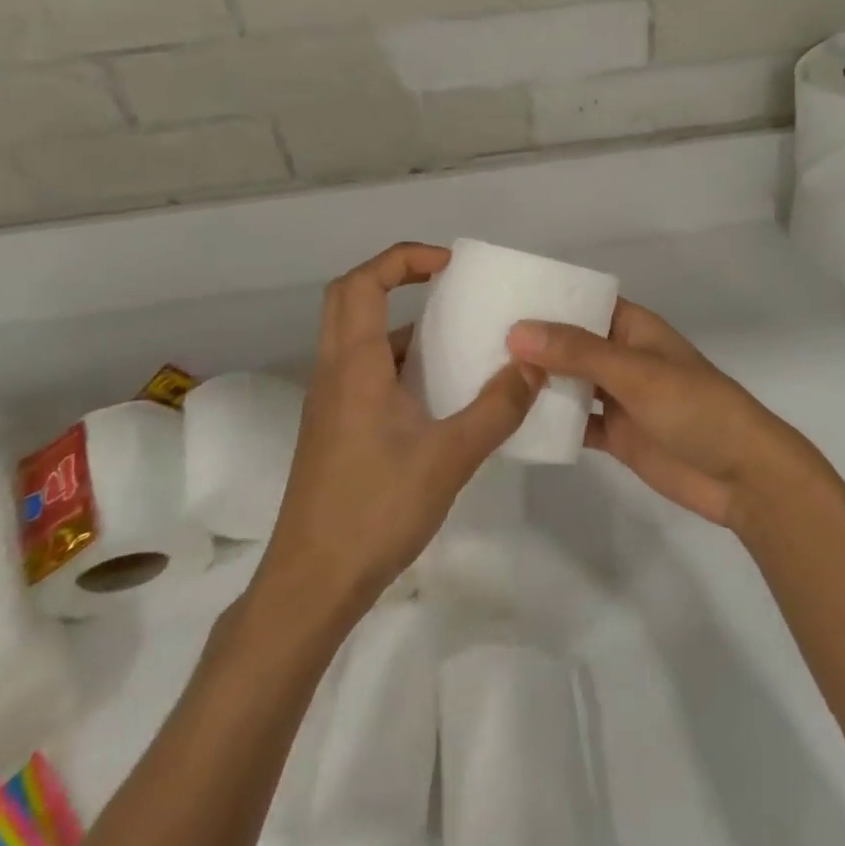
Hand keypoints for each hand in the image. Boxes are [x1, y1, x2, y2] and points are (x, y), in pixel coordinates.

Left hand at [263, 242, 542, 617]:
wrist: (311, 586)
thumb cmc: (375, 511)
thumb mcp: (449, 458)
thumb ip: (496, 408)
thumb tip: (533, 364)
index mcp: (354, 366)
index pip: (363, 283)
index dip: (403, 259)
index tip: (449, 264)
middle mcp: (334, 372)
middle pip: (349, 298)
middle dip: (395, 277)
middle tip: (444, 283)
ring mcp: (330, 402)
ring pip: (355, 336)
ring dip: (399, 322)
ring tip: (453, 336)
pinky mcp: (334, 429)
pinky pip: (363, 370)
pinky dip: (397, 360)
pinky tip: (437, 393)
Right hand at [507, 301, 810, 533]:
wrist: (741, 476)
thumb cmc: (695, 407)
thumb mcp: (636, 372)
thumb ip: (578, 352)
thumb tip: (517, 330)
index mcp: (632, 327)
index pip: (582, 302)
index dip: (545, 298)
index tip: (497, 298)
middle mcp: (621, 356)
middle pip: (569, 343)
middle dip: (532, 343)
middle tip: (474, 341)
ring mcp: (617, 397)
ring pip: (568, 383)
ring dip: (536, 383)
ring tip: (481, 378)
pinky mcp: (615, 434)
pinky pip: (574, 422)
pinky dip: (549, 423)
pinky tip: (510, 424)